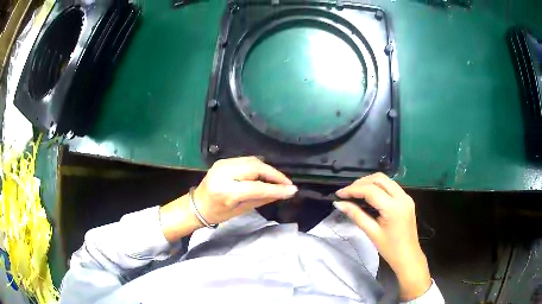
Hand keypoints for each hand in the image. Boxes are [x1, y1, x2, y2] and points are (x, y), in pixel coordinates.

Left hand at [193, 156, 297, 224]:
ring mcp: (222, 163)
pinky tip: (266, 174)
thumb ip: (262, 199)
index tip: (292, 190)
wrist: (196, 205)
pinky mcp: (223, 160)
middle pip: (256, 168)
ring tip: (279, 179)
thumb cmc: (217, 213)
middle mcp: (224, 173)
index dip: (277, 188)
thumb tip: (283, 193)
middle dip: (275, 174)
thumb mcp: (241, 210)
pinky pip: (246, 160)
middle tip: (287, 183)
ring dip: (268, 169)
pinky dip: (259, 166)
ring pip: (253, 161)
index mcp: (226, 190)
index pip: (257, 187)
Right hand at [334, 173, 431, 300]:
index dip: (352, 190)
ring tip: (355, 192)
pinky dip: (378, 187)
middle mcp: (402, 197)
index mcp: (393, 207)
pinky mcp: (407, 200)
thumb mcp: (372, 233)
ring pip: (386, 180)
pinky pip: (391, 186)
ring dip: (369, 182)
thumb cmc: (390, 249)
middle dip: (361, 182)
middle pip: (379, 179)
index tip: (339, 194)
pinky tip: (369, 195)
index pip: (370, 190)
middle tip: (347, 192)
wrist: (408, 257)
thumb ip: (356, 215)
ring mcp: (406, 197)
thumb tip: (339, 204)